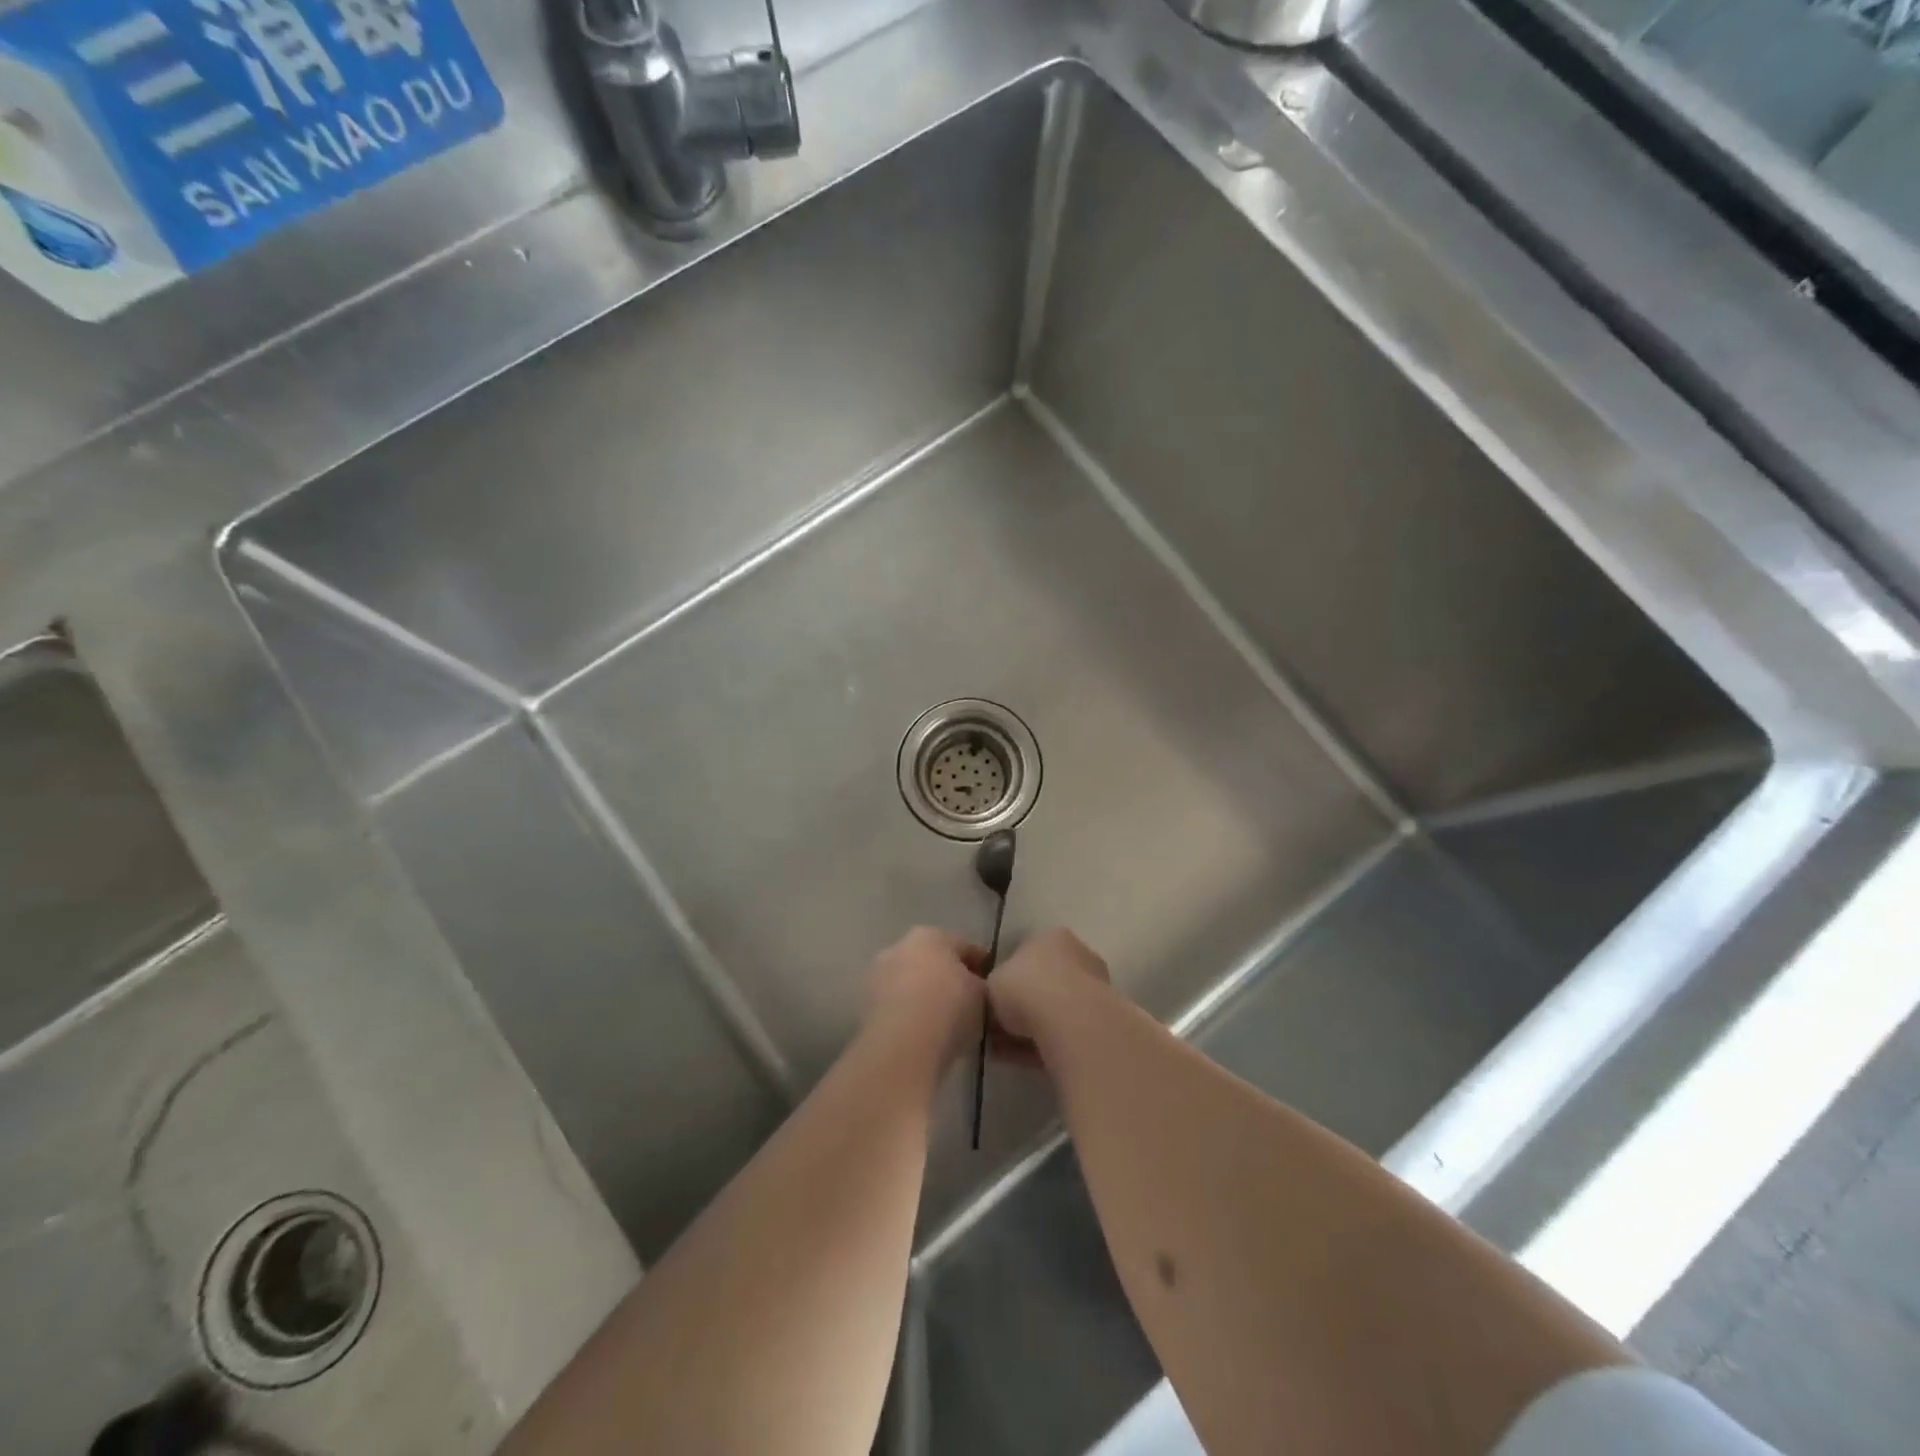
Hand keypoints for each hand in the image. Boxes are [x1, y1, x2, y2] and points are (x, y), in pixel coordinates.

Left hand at [862, 927, 987, 1068]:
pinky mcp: (864, 1005)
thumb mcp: (984, 996)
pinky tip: (923, 1034)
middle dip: (948, 978)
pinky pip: (896, 1005)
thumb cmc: (949, 1008)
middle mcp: (899, 946)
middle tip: (968, 1003)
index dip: (982, 966)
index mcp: (931, 934)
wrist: (902, 1046)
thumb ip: (983, 986)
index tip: (993, 985)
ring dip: (925, 996)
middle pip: (933, 961)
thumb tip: (979, 989)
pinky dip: (909, 1014)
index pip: (965, 946)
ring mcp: (877, 975)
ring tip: (945, 1023)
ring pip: (911, 983)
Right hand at [987, 927, 1111, 1058]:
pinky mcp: (1100, 1025)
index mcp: (1052, 938)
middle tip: (995, 1027)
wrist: (1070, 1022)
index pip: (1027, 954)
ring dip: (1029, 1029)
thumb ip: (993, 988)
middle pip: (1043, 983)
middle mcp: (1078, 957)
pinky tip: (1018, 1061)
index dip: (1006, 979)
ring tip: (1000, 1050)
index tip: (991, 1001)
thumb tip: (994, 1001)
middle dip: (1020, 1006)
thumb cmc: (1025, 988)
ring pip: (1053, 1012)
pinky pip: (1063, 1034)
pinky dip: (1041, 1046)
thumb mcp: (991, 982)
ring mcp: (1094, 991)